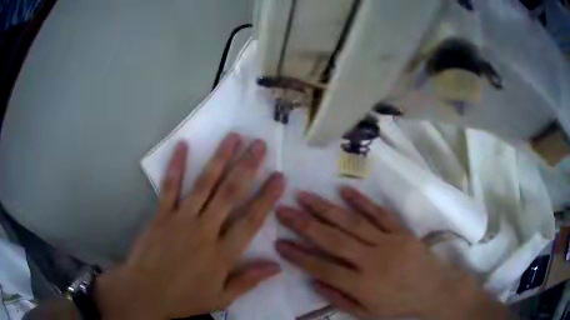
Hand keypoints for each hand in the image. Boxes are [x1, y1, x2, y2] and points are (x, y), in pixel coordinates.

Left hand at [95, 133, 285, 318]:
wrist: (146, 293)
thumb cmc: (185, 298)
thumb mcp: (221, 298)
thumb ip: (248, 281)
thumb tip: (277, 266)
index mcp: (222, 254)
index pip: (251, 221)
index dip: (267, 197)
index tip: (279, 176)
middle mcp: (204, 230)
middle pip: (229, 194)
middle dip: (247, 167)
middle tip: (259, 145)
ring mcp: (181, 219)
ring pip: (204, 184)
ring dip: (219, 158)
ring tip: (233, 137)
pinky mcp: (161, 215)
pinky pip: (169, 187)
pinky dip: (176, 165)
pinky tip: (183, 145)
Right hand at [275, 187, 505, 319]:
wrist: (435, 290)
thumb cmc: (398, 304)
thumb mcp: (366, 313)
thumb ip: (339, 298)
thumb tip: (313, 281)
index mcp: (362, 285)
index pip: (322, 268)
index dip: (298, 255)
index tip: (279, 242)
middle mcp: (372, 261)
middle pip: (332, 240)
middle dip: (304, 224)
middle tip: (283, 210)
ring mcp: (388, 242)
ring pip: (352, 222)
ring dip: (326, 208)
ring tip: (304, 195)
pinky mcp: (401, 231)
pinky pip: (379, 214)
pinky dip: (362, 201)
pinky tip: (343, 190)